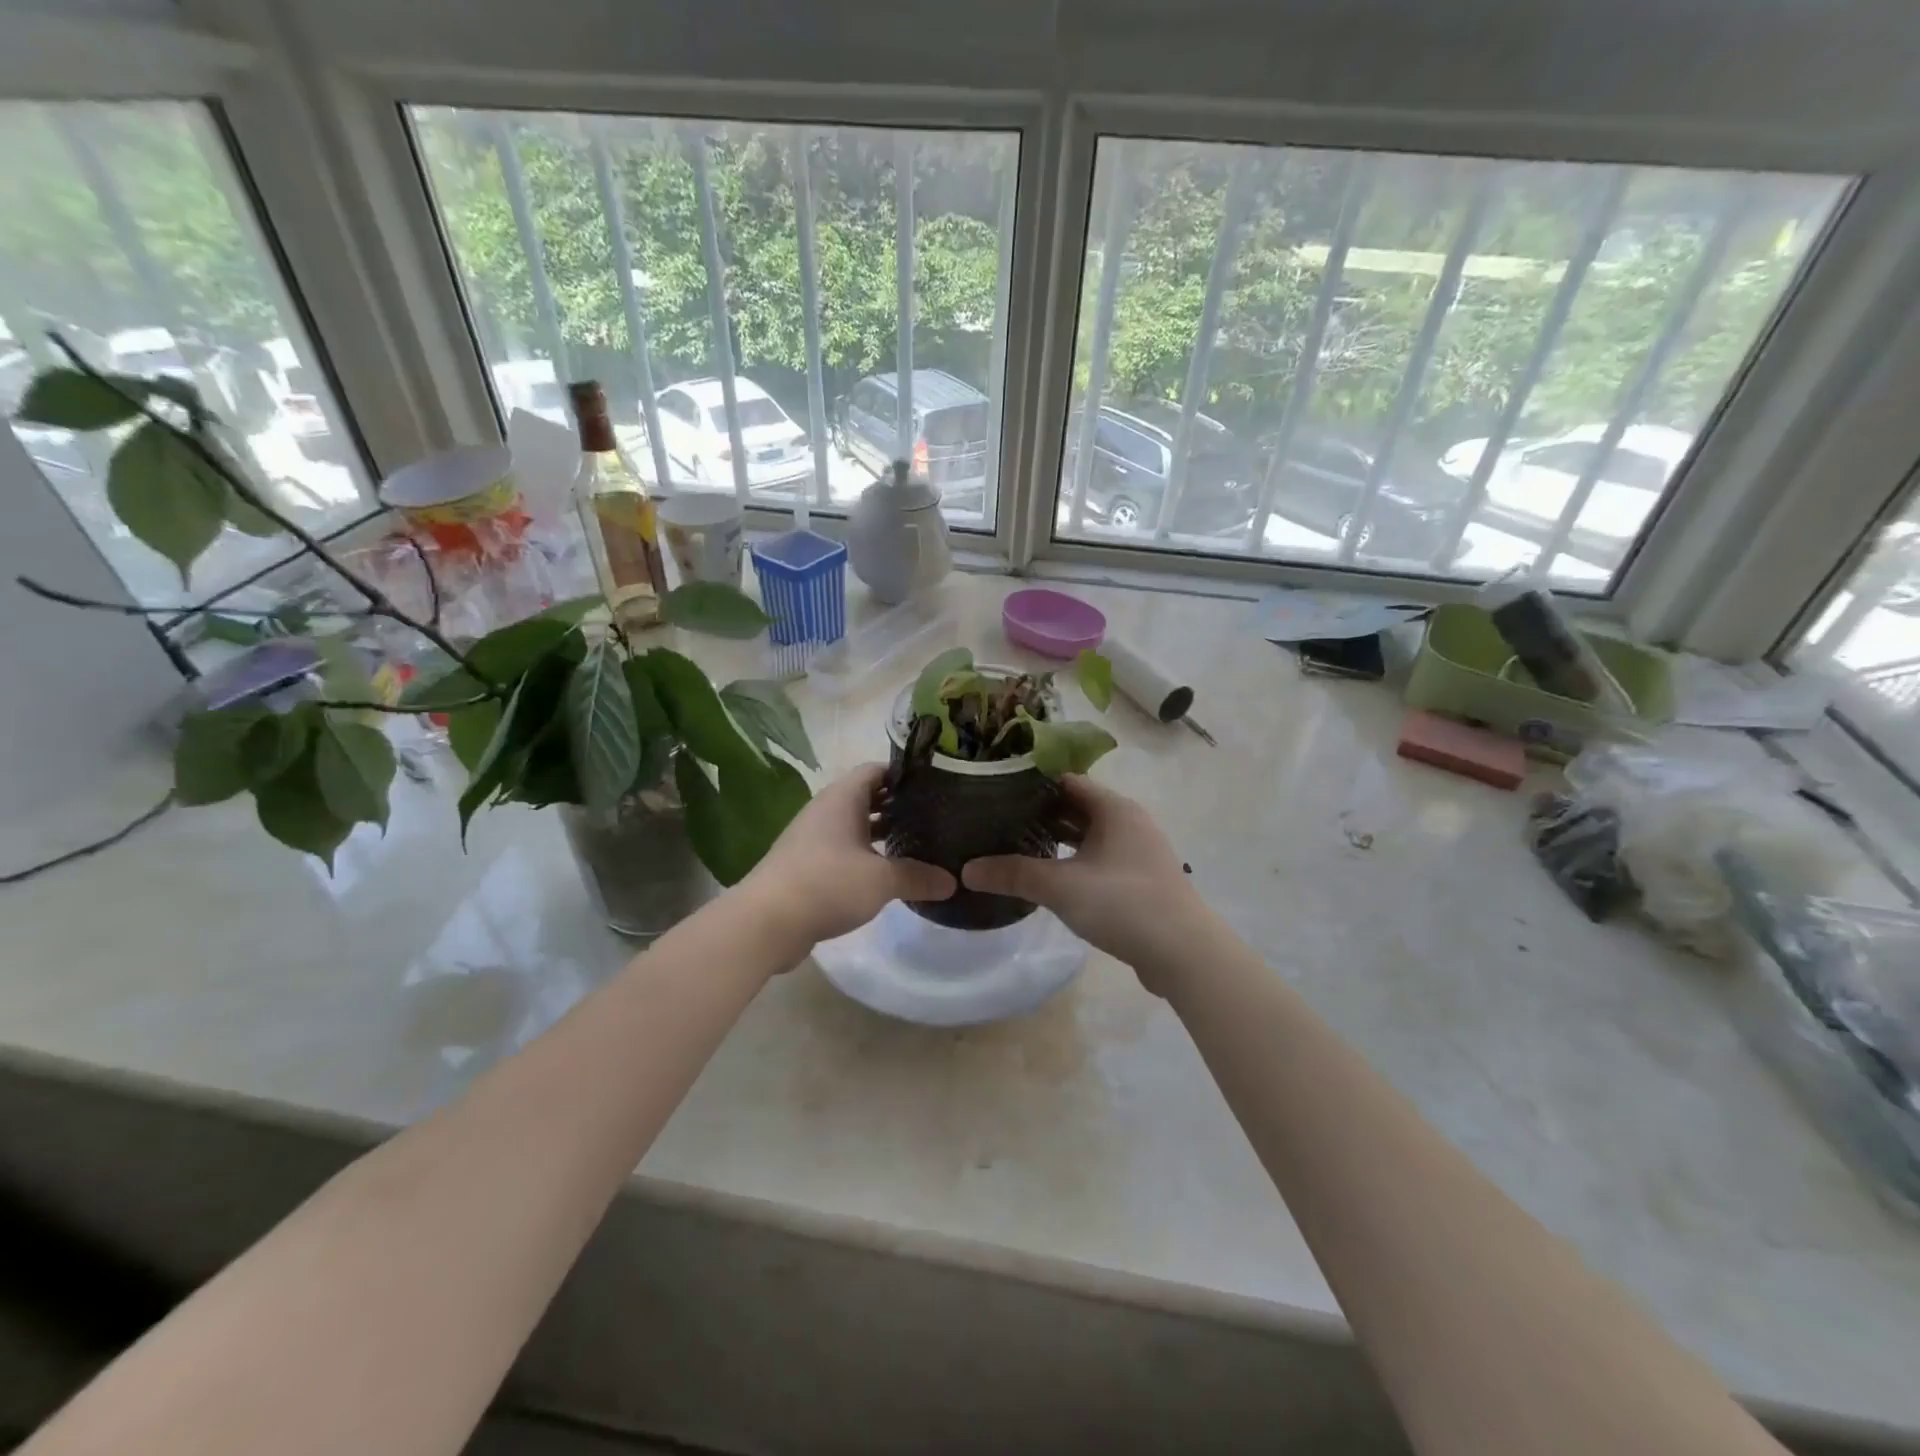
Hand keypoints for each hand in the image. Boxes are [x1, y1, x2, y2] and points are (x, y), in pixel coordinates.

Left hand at [740, 763, 954, 950]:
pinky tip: (888, 873)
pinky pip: (844, 849)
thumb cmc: (827, 884)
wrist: (767, 922)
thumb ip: (918, 876)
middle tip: (935, 817)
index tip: (935, 786)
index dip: (905, 774)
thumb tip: (952, 881)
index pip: (877, 770)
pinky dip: (866, 855)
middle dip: (899, 805)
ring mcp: (813, 838)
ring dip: (882, 833)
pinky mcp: (808, 865)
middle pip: (868, 796)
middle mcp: (826, 810)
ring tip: (918, 843)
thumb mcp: (881, 880)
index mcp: (842, 798)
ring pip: (855, 825)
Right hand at [961, 776, 1206, 990]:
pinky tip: (1050, 876)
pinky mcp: (1139, 879)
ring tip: (1015, 845)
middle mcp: (1128, 821)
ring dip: (1057, 839)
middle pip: (1077, 807)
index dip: (1031, 784)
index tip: (995, 791)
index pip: (1066, 780)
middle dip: (1039, 813)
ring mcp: (1137, 851)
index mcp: (1114, 808)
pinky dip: (1074, 860)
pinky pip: (1099, 858)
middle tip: (997, 820)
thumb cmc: (1123, 904)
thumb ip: (1013, 874)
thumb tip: (967, 870)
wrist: (1184, 953)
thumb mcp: (1061, 886)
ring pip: (1089, 835)